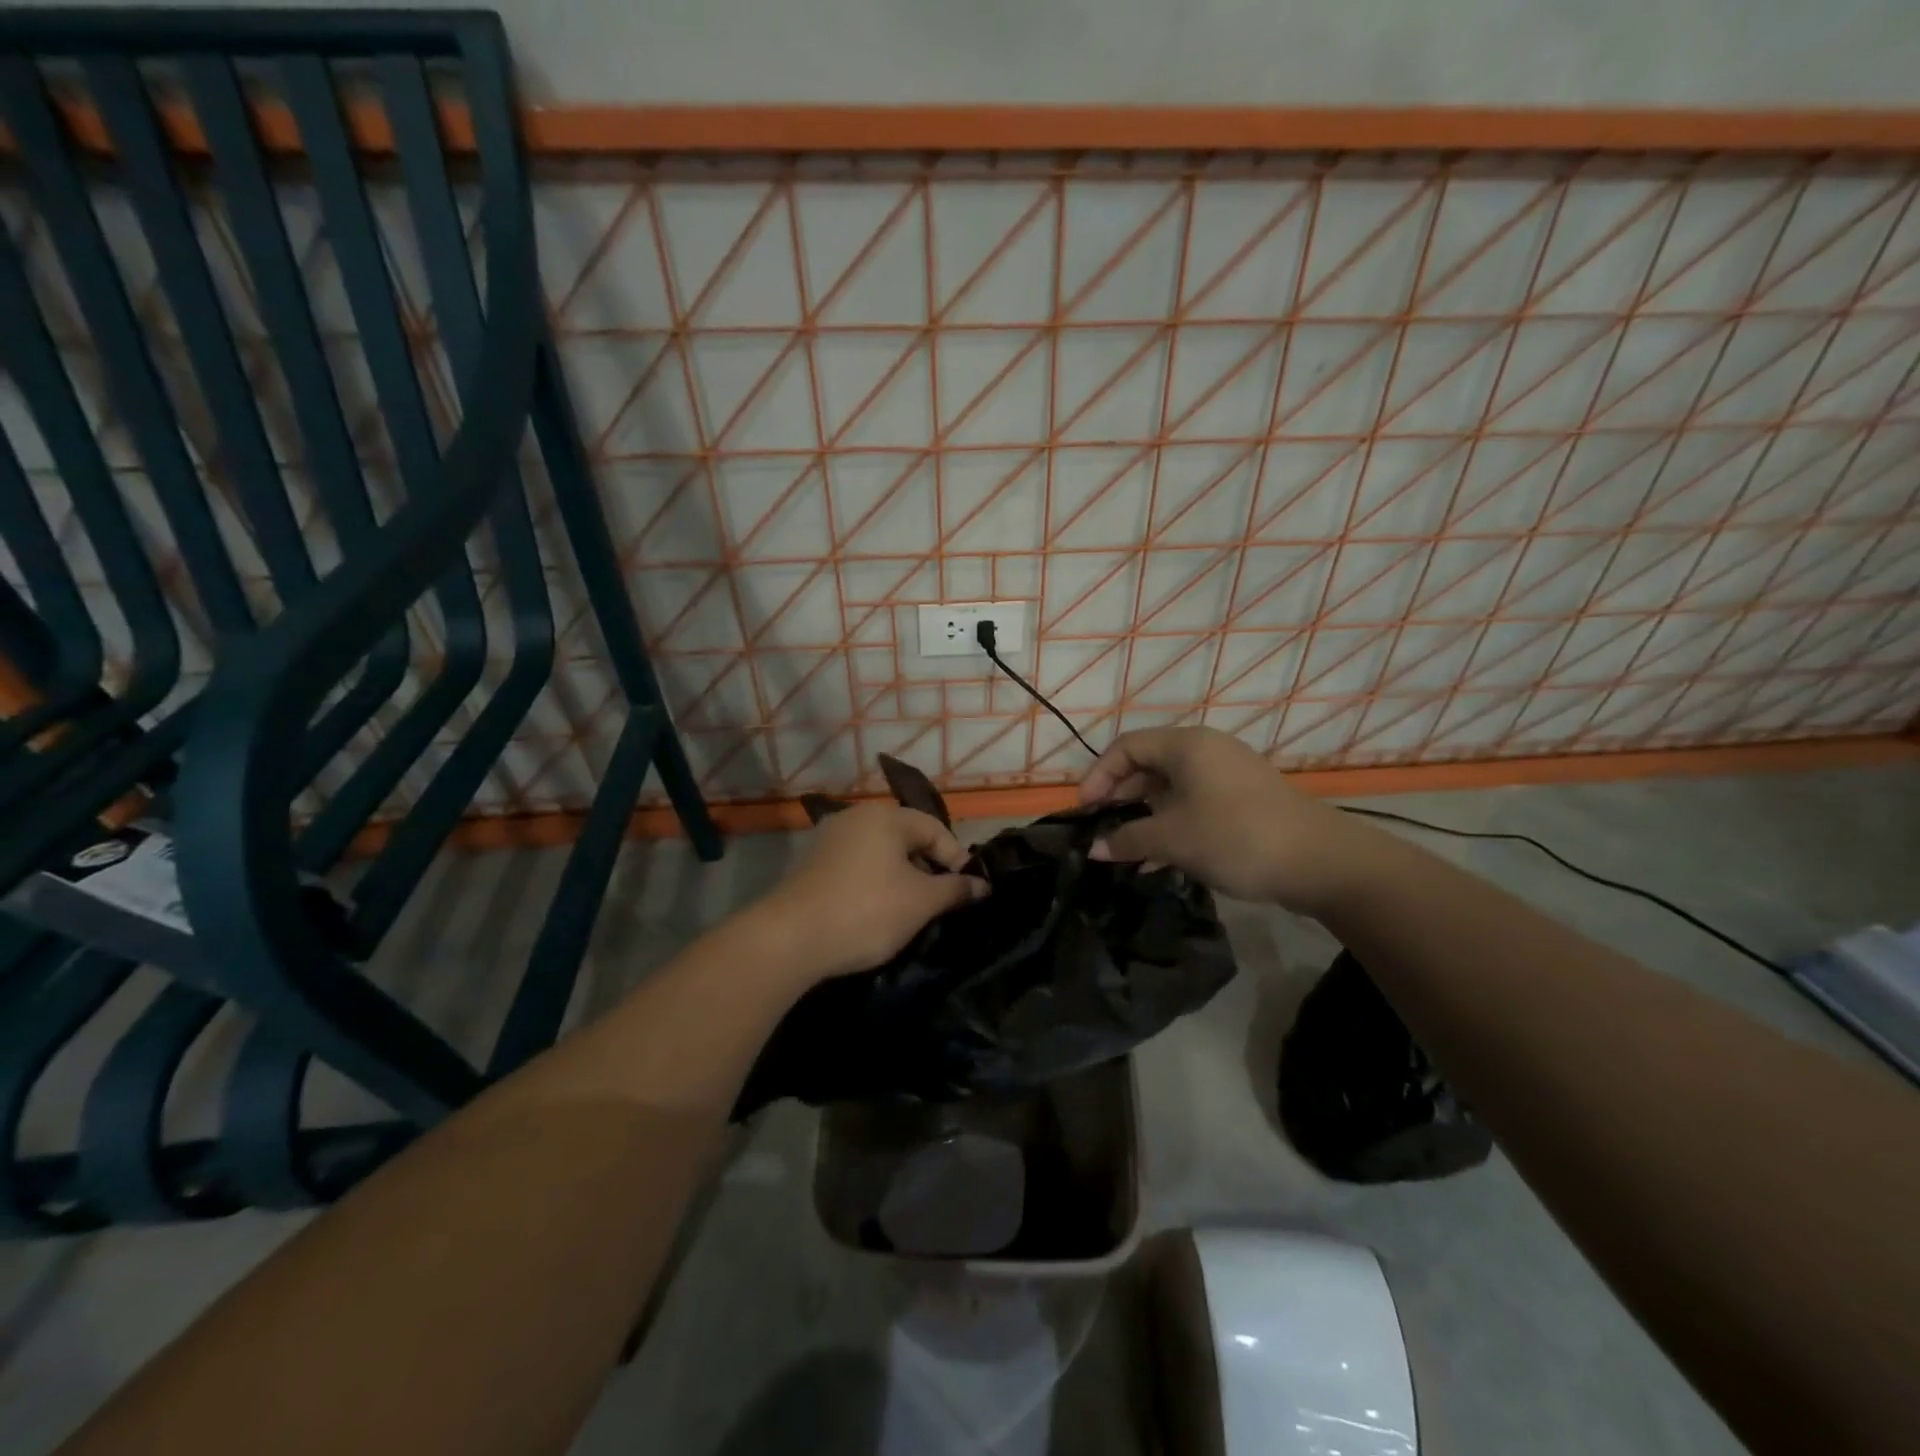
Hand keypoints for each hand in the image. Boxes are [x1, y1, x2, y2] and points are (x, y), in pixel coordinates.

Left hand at [754, 803, 987, 982]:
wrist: (790, 938)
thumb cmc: (866, 911)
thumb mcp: (921, 903)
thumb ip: (955, 890)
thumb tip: (981, 886)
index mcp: (885, 817)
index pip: (935, 829)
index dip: (957, 858)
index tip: (968, 891)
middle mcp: (855, 817)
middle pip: (905, 837)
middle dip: (928, 867)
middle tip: (940, 901)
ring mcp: (828, 838)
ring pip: (879, 852)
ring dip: (900, 876)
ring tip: (910, 909)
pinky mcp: (810, 863)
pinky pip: (855, 865)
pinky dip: (872, 882)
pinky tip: (875, 911)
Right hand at [1078, 727, 1377, 912]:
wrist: (1320, 862)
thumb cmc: (1236, 837)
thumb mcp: (1173, 839)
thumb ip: (1127, 839)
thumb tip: (1092, 849)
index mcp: (1186, 745)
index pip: (1126, 747)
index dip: (1098, 775)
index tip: (1084, 810)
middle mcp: (1206, 751)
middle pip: (1148, 765)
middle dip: (1120, 797)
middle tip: (1100, 829)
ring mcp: (1227, 776)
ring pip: (1170, 789)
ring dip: (1144, 817)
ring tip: (1124, 849)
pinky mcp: (1242, 802)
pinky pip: (1193, 805)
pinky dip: (1170, 826)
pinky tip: (1156, 861)